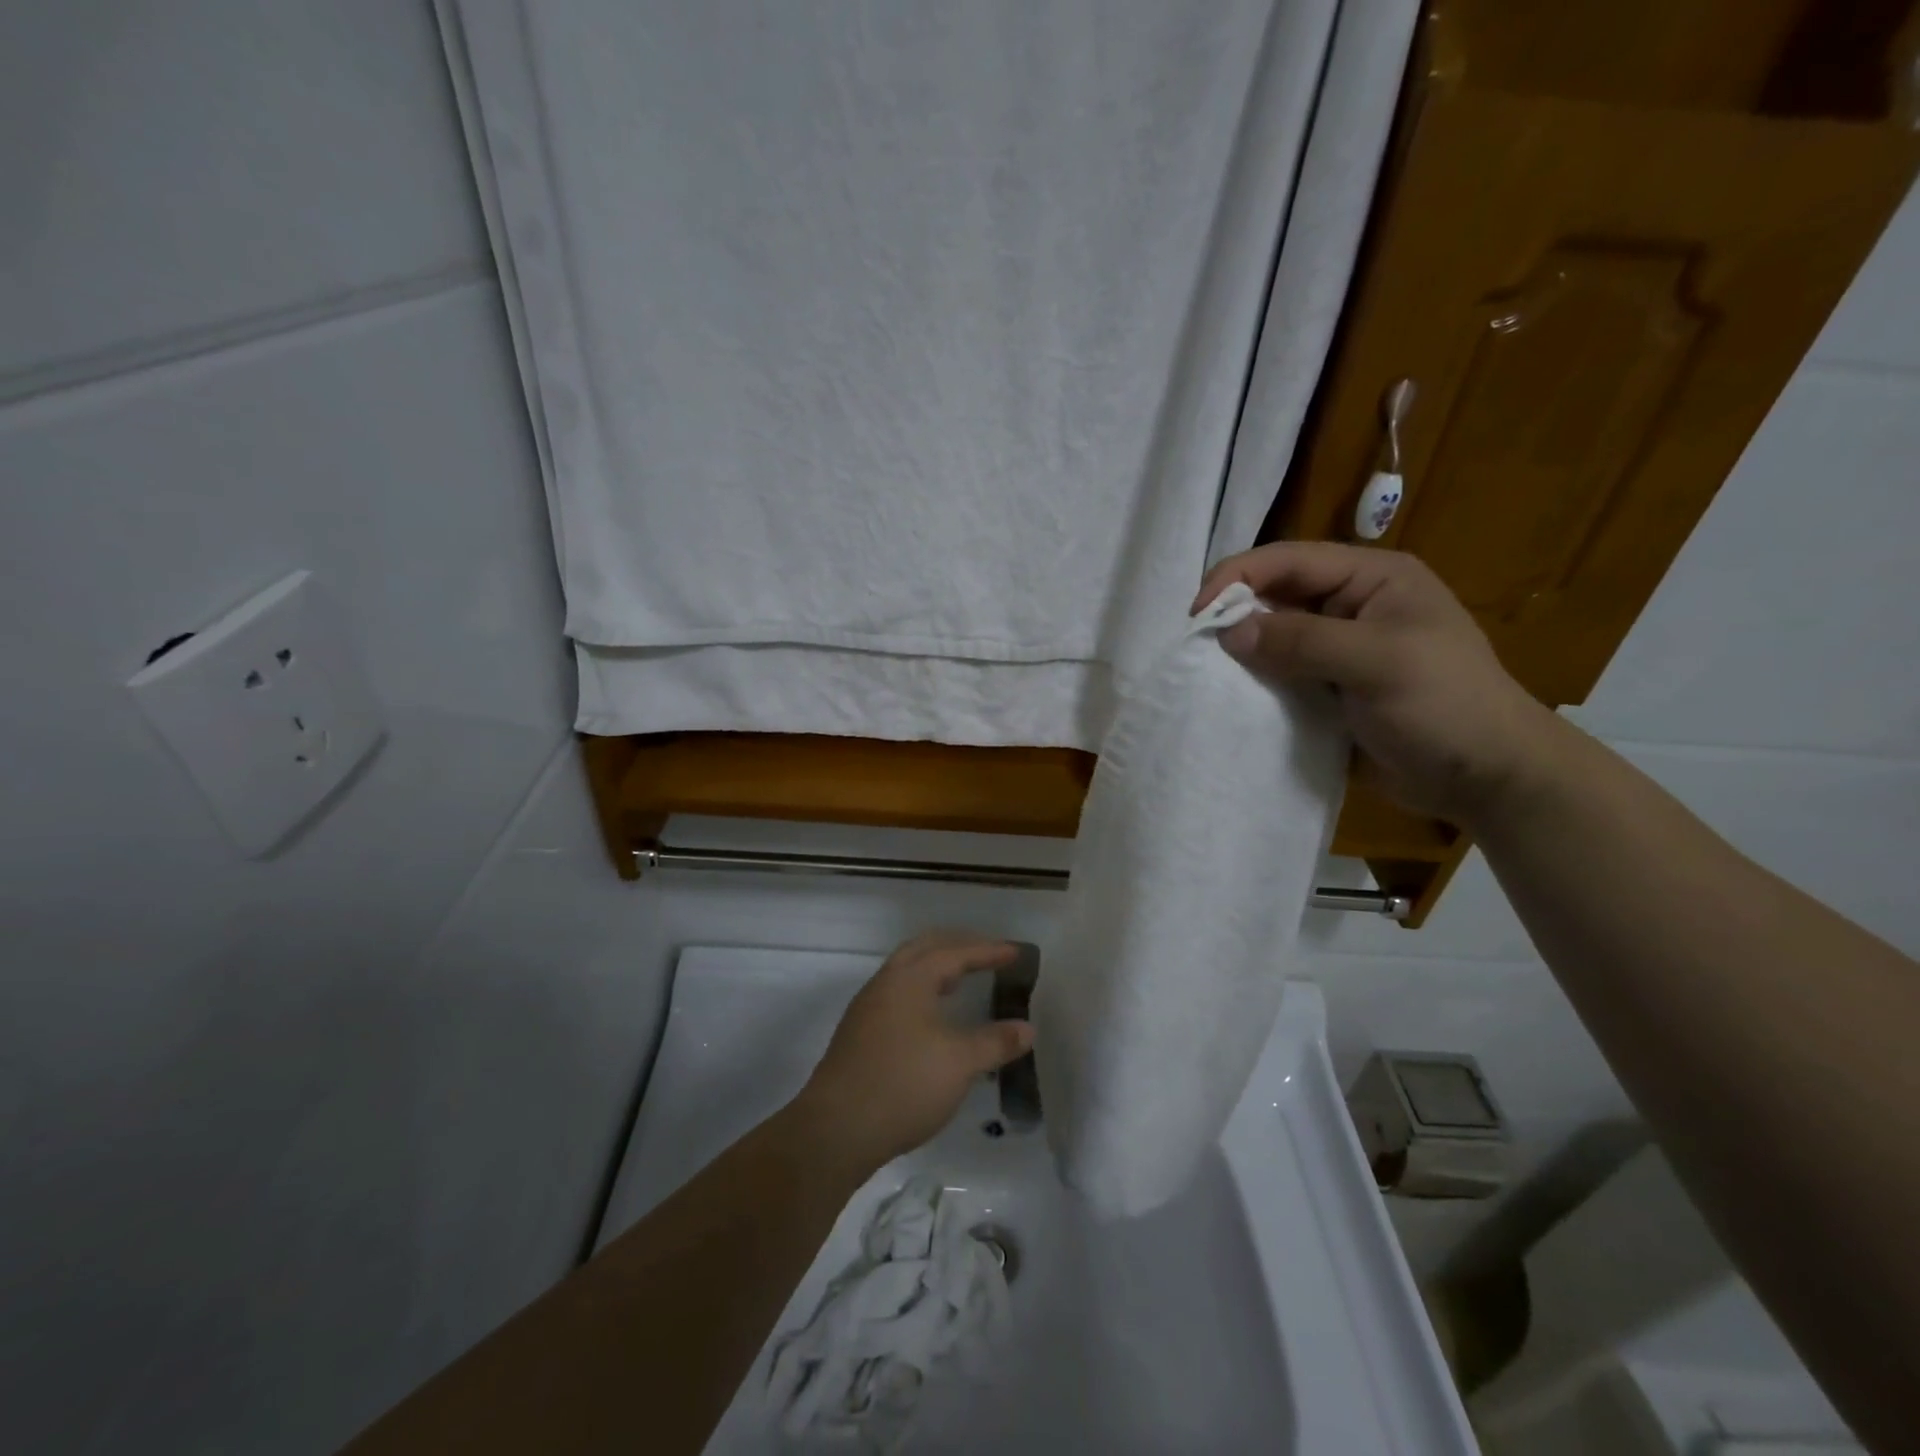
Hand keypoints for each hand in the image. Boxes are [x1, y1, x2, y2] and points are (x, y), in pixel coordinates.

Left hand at [789, 933, 1033, 1174]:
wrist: (836, 1129)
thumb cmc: (904, 1084)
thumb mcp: (960, 1063)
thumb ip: (996, 1042)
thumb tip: (1028, 1028)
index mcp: (910, 978)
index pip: (954, 952)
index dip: (987, 951)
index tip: (1015, 952)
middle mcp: (885, 983)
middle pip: (924, 949)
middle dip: (957, 946)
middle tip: (987, 953)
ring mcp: (868, 1008)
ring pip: (906, 971)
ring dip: (936, 968)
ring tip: (962, 980)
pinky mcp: (859, 1034)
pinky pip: (897, 995)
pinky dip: (922, 991)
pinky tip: (933, 1017)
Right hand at [1193, 542, 1560, 825]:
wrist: (1486, 778)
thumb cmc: (1444, 706)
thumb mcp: (1378, 663)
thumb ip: (1302, 641)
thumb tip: (1228, 632)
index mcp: (1372, 578)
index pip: (1289, 560)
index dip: (1236, 578)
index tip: (1196, 615)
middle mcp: (1351, 604)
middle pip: (1275, 594)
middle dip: (1234, 613)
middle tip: (1194, 646)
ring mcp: (1339, 648)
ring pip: (1273, 635)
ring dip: (1240, 650)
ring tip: (1203, 670)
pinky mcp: (1328, 687)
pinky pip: (1280, 673)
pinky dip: (1254, 680)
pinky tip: (1231, 694)